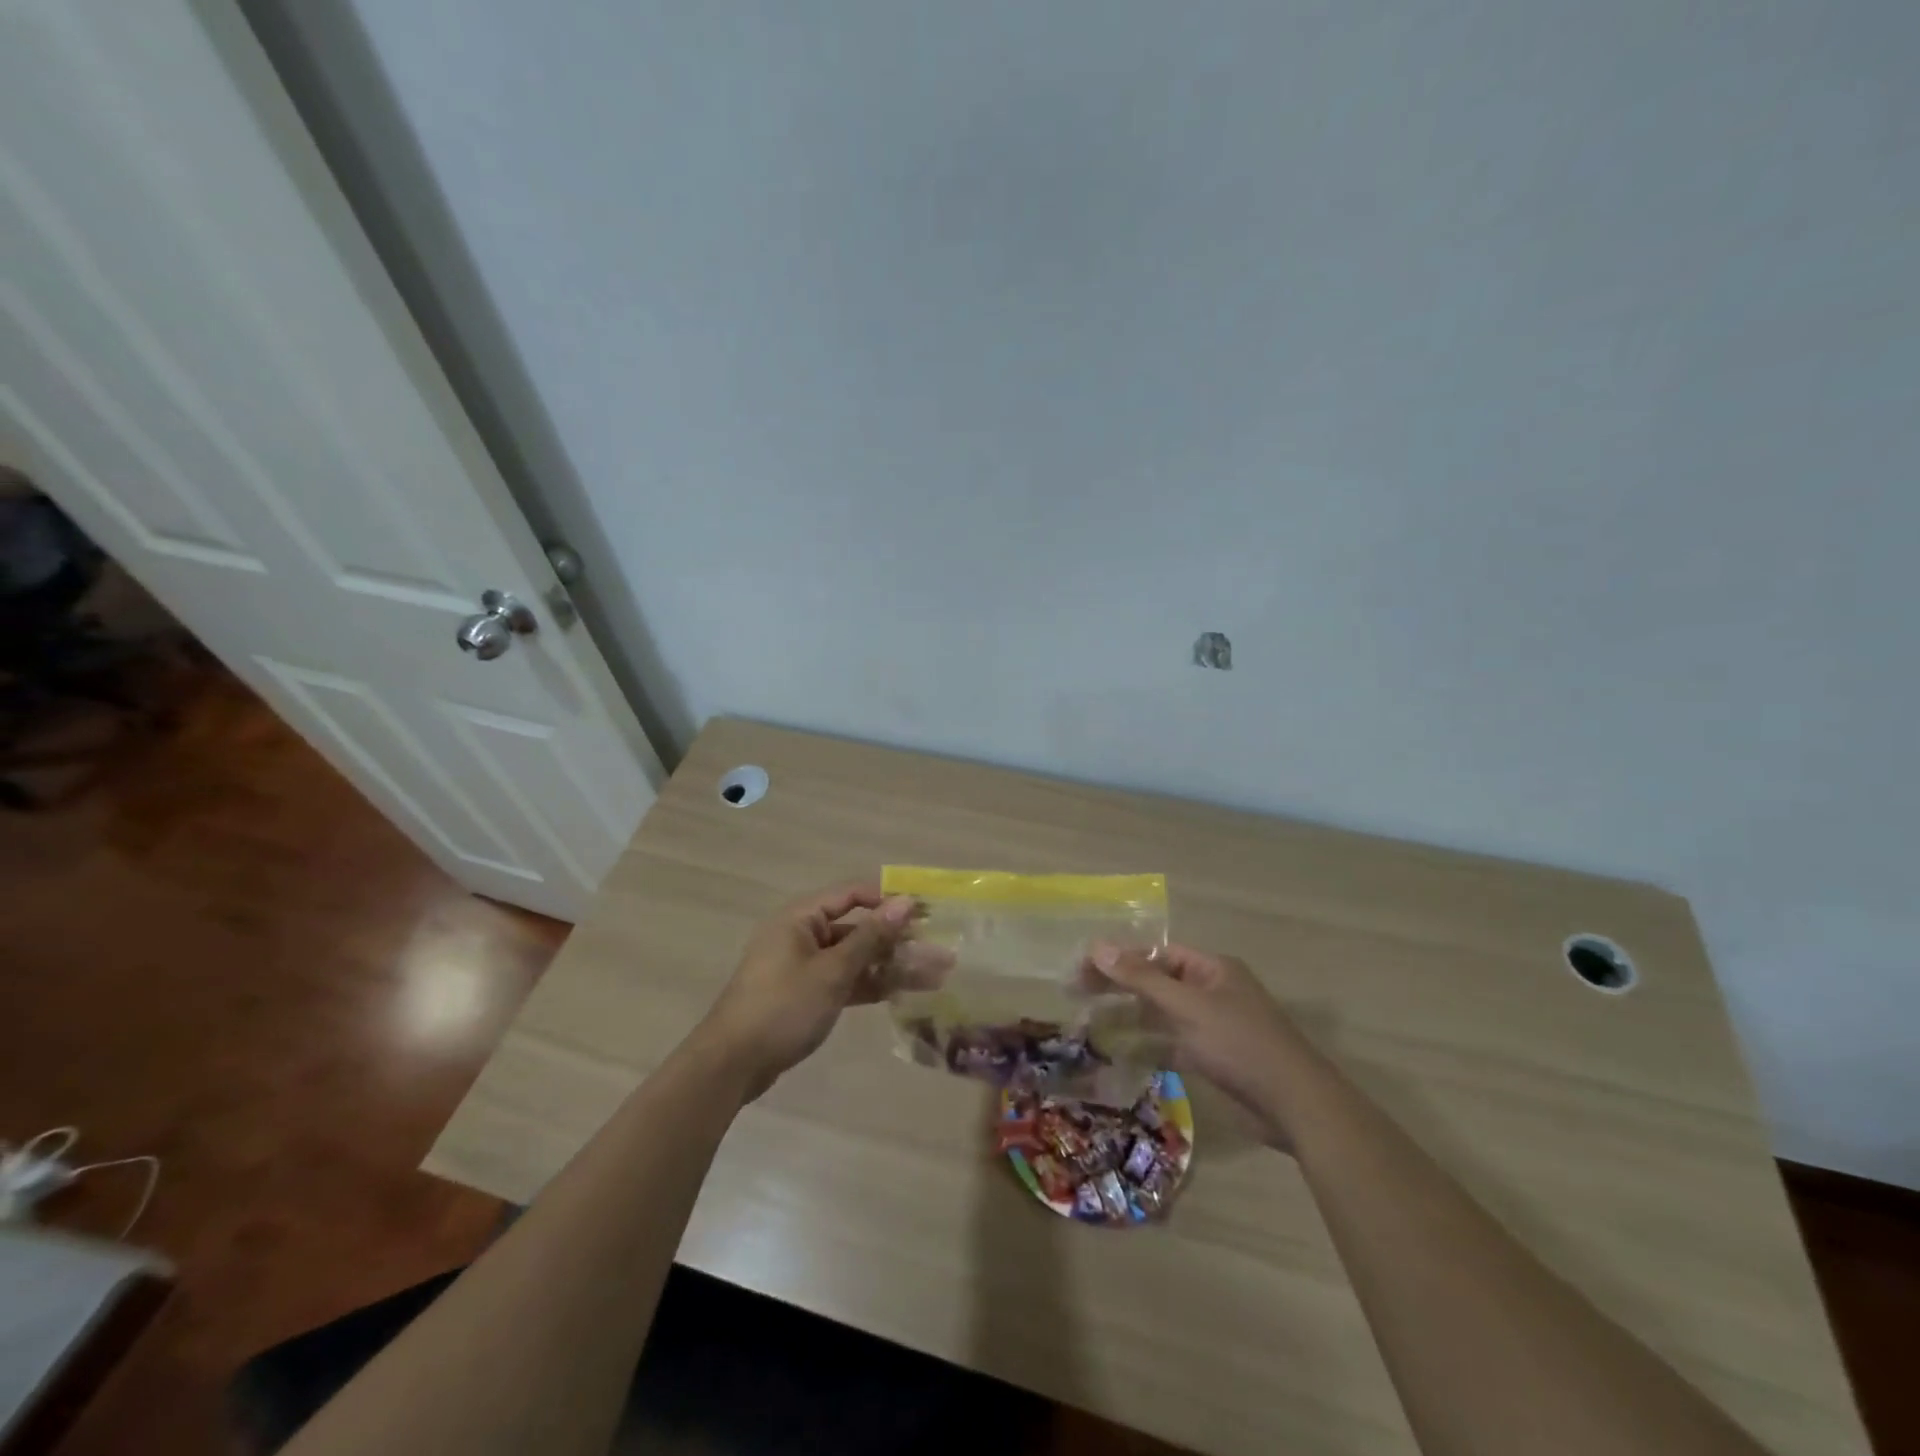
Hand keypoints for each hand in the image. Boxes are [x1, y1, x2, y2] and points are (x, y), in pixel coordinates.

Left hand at [698, 881, 915, 1097]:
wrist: (732, 1065)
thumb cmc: (783, 1006)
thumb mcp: (832, 971)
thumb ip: (871, 937)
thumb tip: (905, 902)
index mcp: (801, 918)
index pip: (852, 894)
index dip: (888, 900)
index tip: (925, 911)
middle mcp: (803, 935)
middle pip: (857, 928)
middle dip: (897, 939)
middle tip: (938, 949)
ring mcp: (804, 967)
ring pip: (855, 958)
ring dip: (890, 965)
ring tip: (933, 975)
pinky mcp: (807, 995)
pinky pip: (845, 981)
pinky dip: (871, 985)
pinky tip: (904, 992)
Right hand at [1091, 943, 1311, 1145]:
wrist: (1296, 1106)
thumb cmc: (1240, 1044)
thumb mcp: (1187, 1006)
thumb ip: (1141, 978)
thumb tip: (1097, 946)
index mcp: (1211, 969)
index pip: (1157, 952)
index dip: (1120, 957)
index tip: (1083, 967)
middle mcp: (1212, 991)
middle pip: (1156, 981)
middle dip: (1119, 986)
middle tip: (1077, 993)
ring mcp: (1213, 1026)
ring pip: (1161, 1014)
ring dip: (1129, 1017)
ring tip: (1089, 1022)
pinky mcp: (1213, 1058)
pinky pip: (1172, 1044)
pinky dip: (1147, 1047)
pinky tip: (1119, 1054)